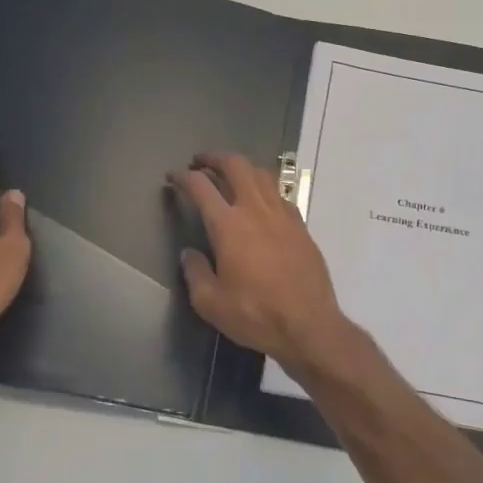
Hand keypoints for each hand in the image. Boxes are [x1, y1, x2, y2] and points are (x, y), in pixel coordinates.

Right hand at [167, 151, 356, 377]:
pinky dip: (263, 188)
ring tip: (229, 174)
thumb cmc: (255, 314)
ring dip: (242, 167)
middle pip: (236, 166)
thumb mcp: (210, 302)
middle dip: (214, 158)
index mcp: (229, 225)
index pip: (201, 187)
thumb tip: (190, 254)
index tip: (173, 176)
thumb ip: (195, 273)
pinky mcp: (301, 226)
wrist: (309, 325)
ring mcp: (283, 215)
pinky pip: (279, 194)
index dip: (183, 177)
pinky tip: (260, 202)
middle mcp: (256, 210)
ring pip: (262, 174)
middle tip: (200, 162)